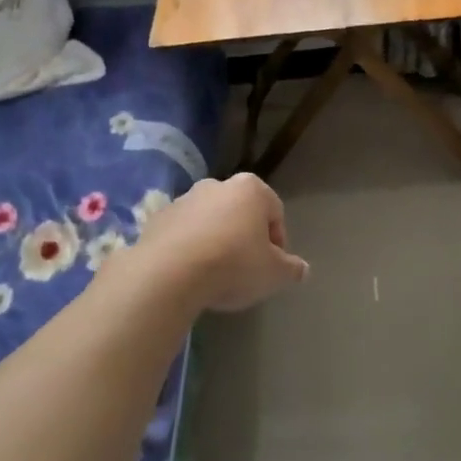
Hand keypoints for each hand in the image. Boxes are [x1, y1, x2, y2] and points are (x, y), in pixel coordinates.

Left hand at [130, 172, 308, 310]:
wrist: (169, 273)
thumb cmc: (233, 265)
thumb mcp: (274, 274)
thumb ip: (292, 269)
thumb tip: (302, 269)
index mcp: (251, 189)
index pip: (275, 212)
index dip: (278, 242)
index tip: (272, 267)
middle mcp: (216, 185)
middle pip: (241, 213)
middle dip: (245, 237)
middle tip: (246, 270)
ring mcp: (183, 200)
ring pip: (210, 221)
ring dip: (216, 242)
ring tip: (216, 275)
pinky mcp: (157, 219)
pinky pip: (183, 234)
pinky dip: (190, 248)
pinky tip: (190, 274)